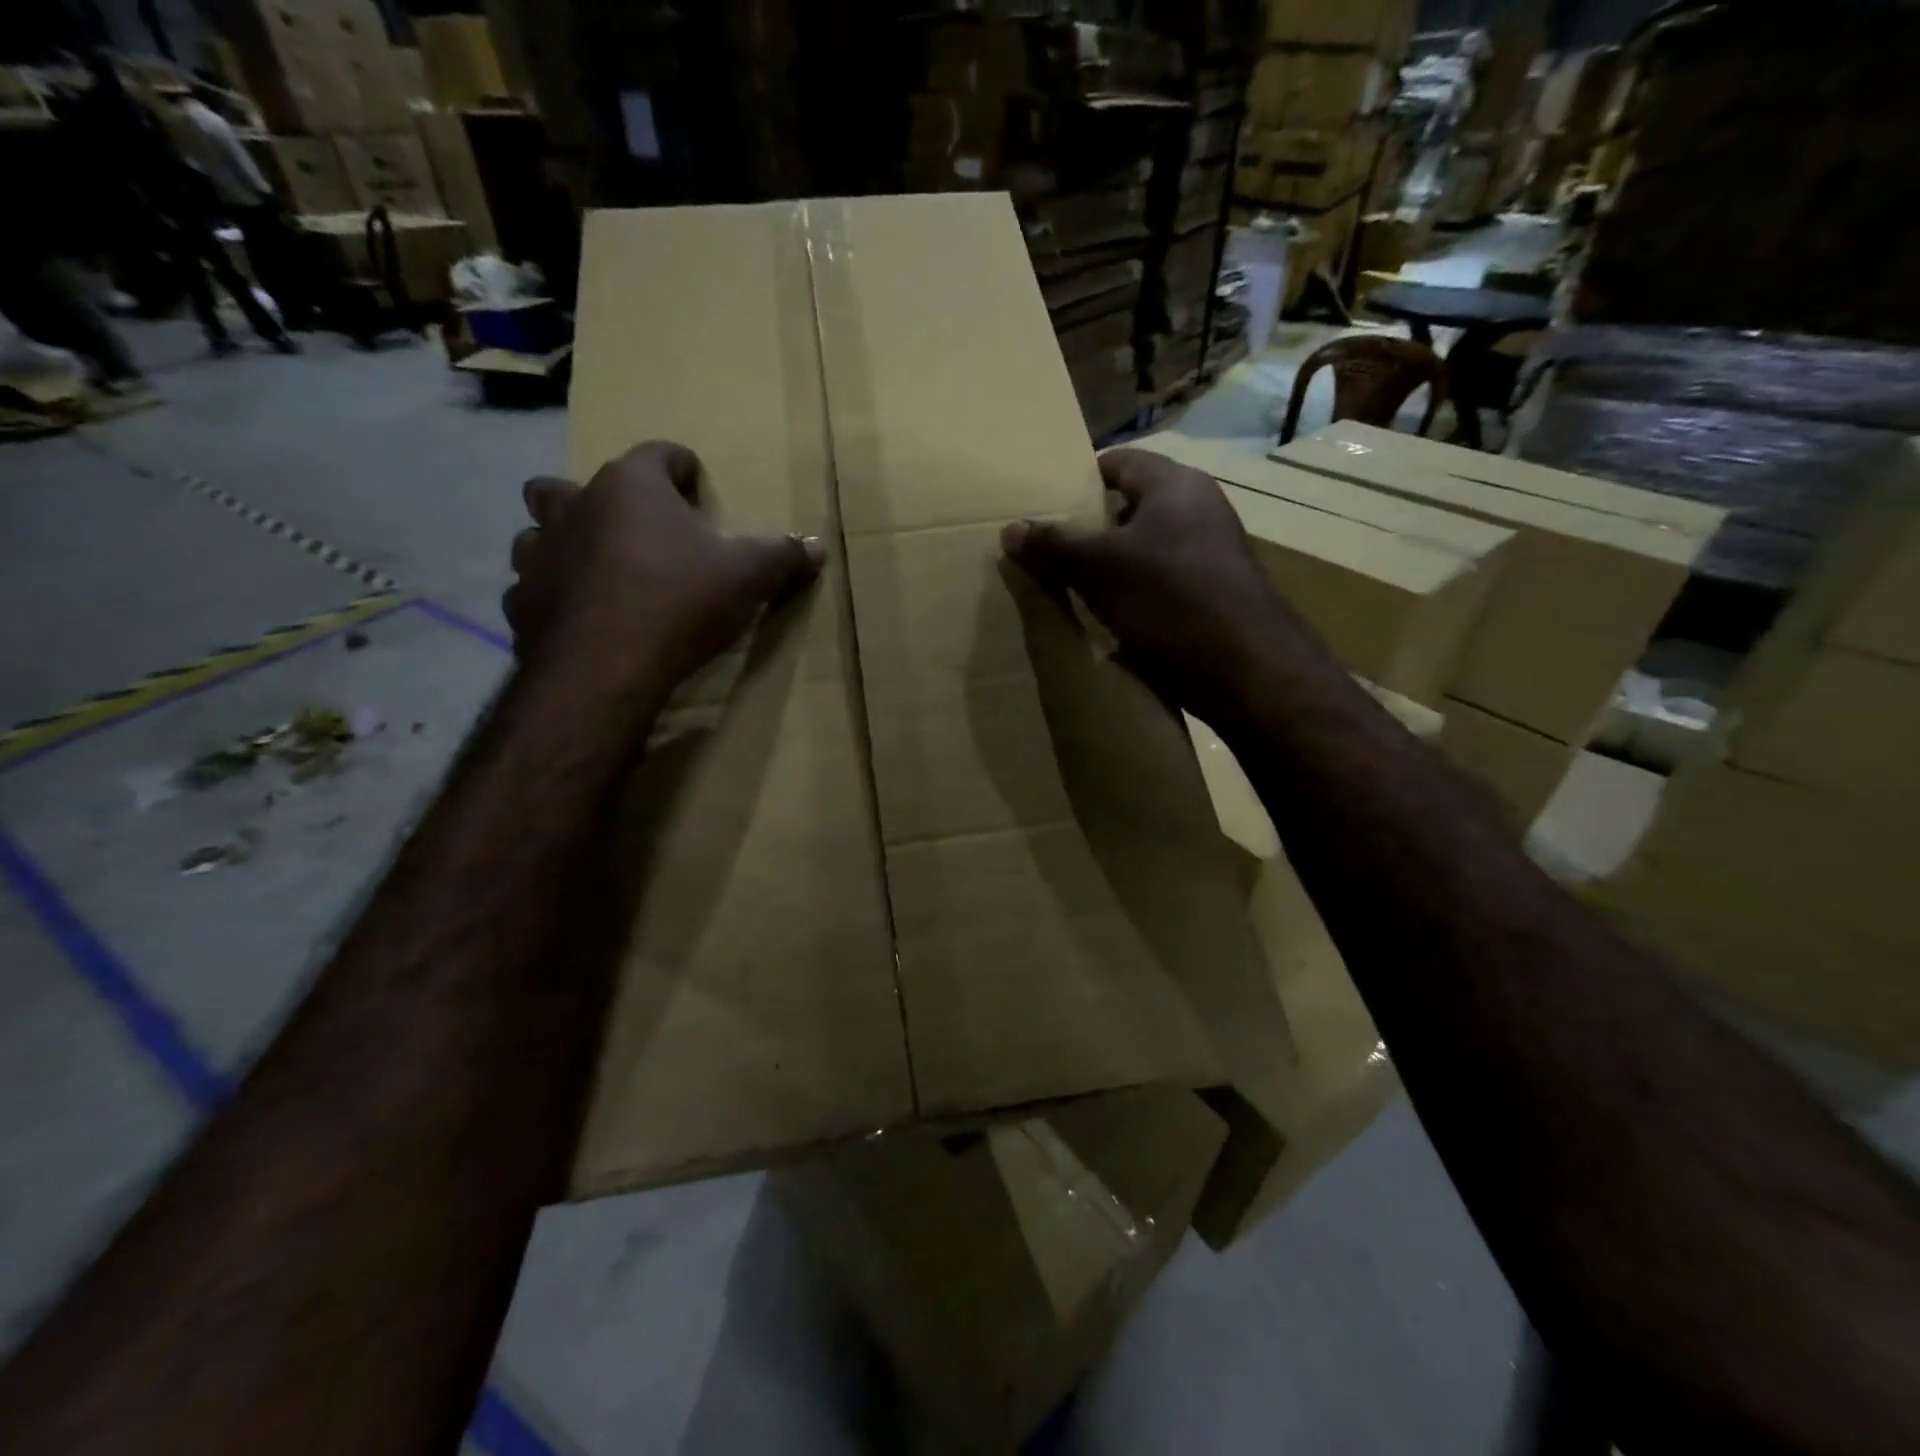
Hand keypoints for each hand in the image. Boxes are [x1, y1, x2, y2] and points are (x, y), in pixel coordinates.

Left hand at [505, 441, 822, 688]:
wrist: (606, 668)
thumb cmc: (680, 602)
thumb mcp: (748, 577)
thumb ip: (782, 557)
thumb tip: (817, 548)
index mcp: (630, 487)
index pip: (659, 453)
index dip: (683, 467)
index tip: (699, 488)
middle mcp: (574, 506)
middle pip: (573, 484)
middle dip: (602, 500)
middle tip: (635, 531)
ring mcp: (539, 554)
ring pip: (540, 531)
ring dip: (566, 544)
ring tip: (600, 571)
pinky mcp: (522, 602)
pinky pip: (534, 587)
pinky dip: (555, 595)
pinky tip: (580, 617)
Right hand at [1000, 448, 1295, 722]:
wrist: (1246, 668)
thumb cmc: (1170, 599)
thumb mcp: (1100, 569)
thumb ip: (1054, 545)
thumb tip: (1011, 529)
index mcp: (1175, 485)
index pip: (1117, 462)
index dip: (1077, 481)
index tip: (1043, 506)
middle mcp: (1198, 509)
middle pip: (1129, 506)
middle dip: (1088, 528)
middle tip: (1047, 550)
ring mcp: (1210, 553)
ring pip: (1144, 548)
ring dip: (1109, 566)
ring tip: (1068, 585)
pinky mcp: (1213, 594)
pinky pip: (1160, 582)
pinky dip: (1132, 593)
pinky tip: (1107, 616)